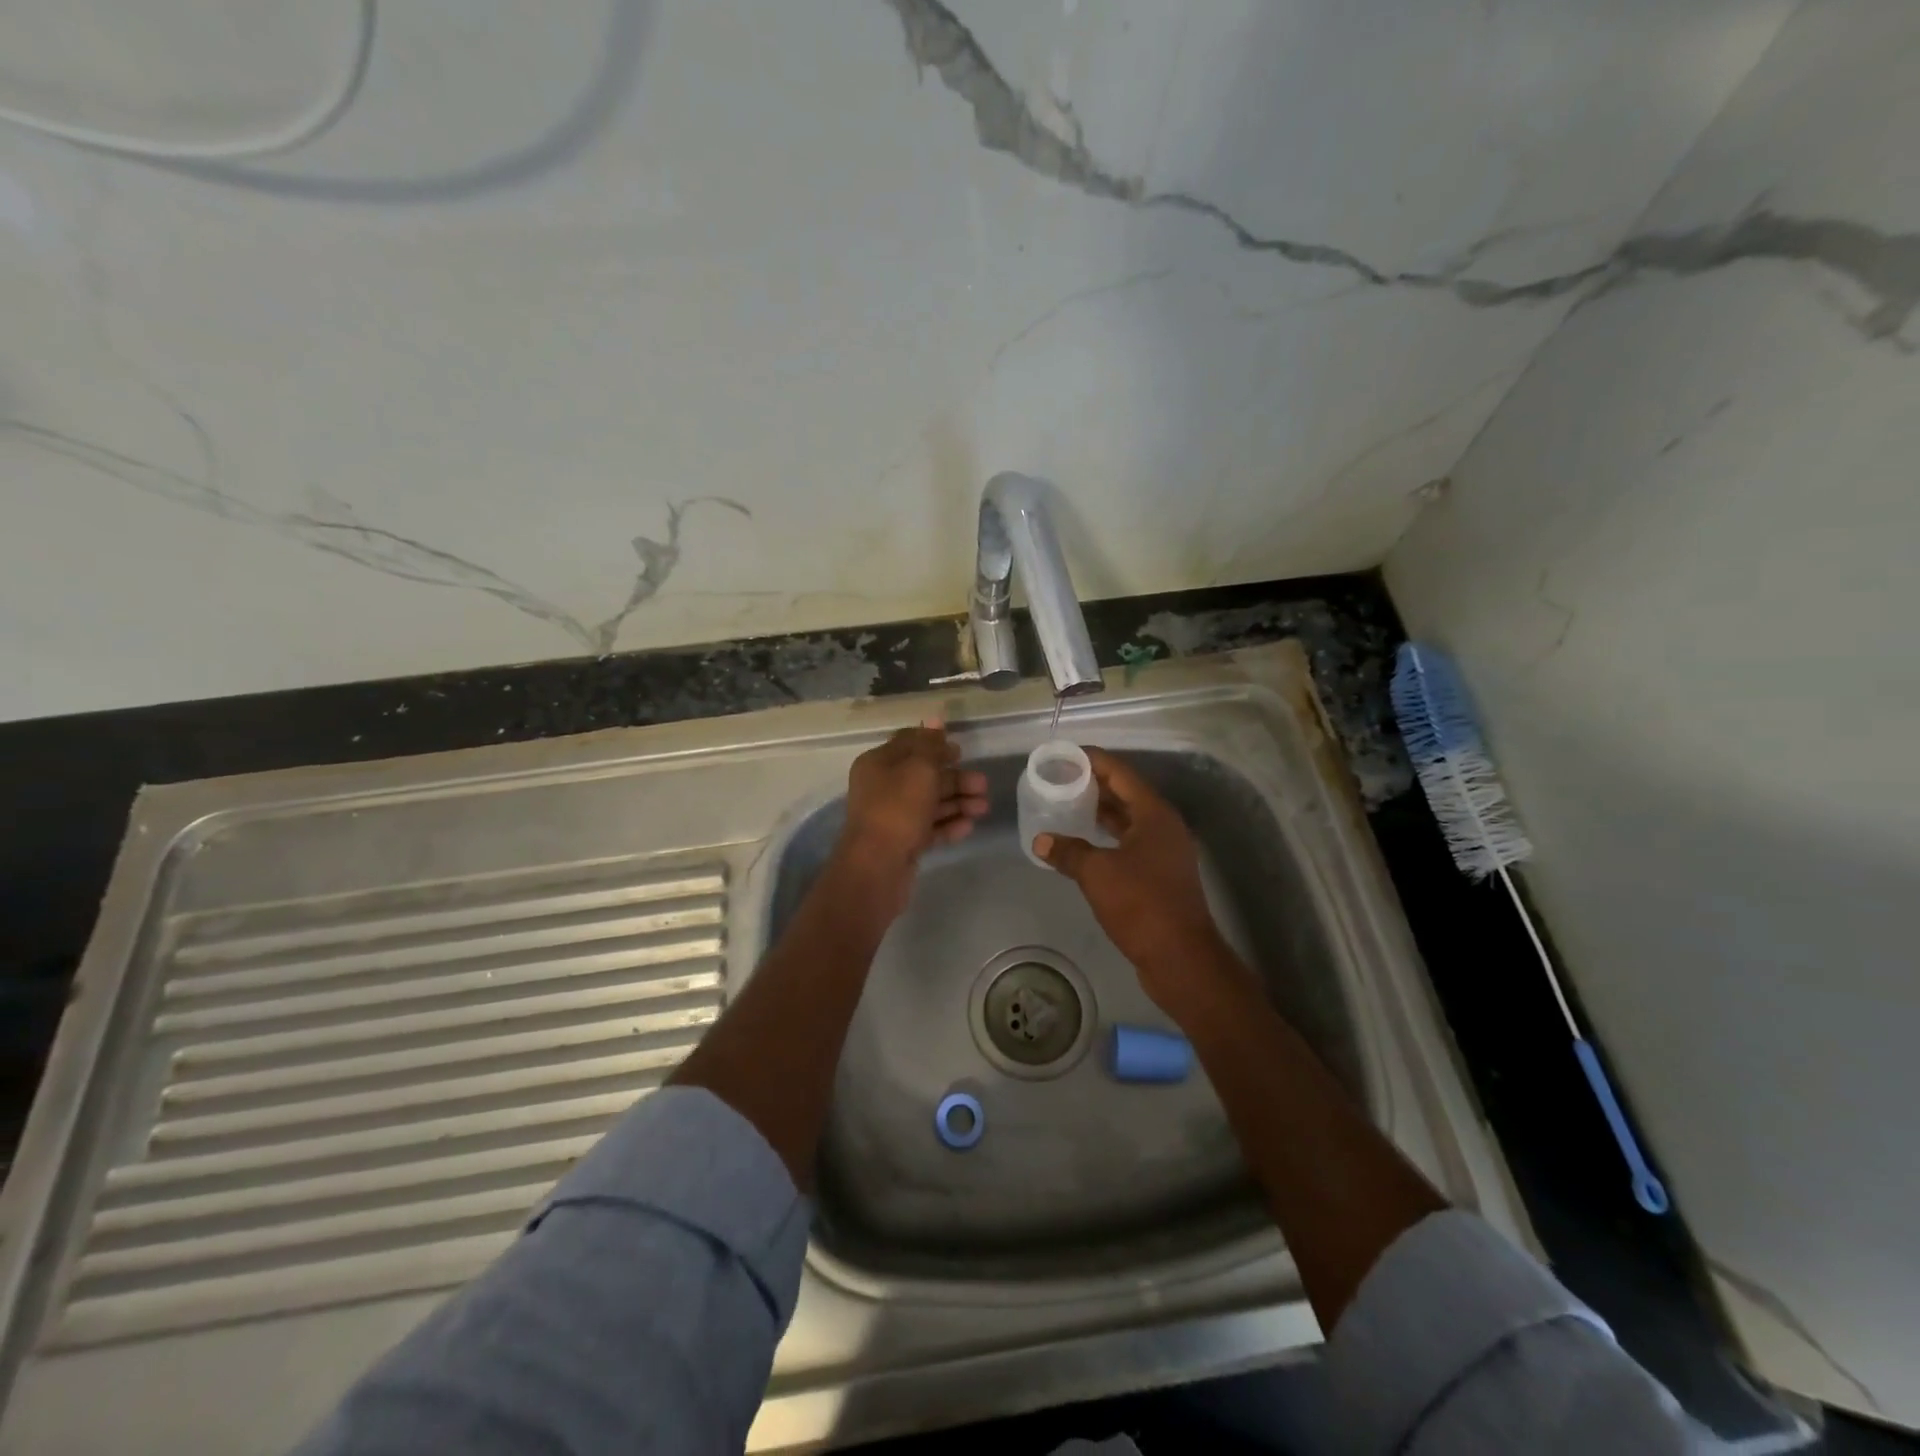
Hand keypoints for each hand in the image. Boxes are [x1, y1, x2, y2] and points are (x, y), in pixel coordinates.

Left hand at [832, 722, 987, 915]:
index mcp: (879, 763)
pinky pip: (929, 827)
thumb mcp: (919, 769)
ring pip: (930, 803)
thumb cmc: (898, 809)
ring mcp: (892, 817)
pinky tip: (969, 826)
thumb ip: (930, 745)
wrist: (877, 867)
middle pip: (924, 776)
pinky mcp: (902, 842)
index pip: (909, 744)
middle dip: (955, 779)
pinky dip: (948, 824)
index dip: (935, 743)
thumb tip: (935, 720)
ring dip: (958, 802)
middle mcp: (883, 787)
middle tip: (983, 784)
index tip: (960, 750)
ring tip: (983, 808)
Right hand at [1033, 747, 1239, 1018]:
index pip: (1121, 773)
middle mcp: (1163, 827)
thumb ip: (1068, 852)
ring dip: (1100, 812)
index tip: (1066, 755)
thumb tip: (1041, 841)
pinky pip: (1130, 843)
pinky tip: (1084, 843)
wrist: (1180, 957)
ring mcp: (1165, 852)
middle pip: (1126, 794)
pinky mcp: (1161, 875)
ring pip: (1128, 820)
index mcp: (1154, 814)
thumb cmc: (1141, 904)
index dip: (1093, 761)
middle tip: (1060, 778)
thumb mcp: (1097, 873)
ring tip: (1067, 804)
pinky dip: (1107, 837)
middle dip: (1094, 784)